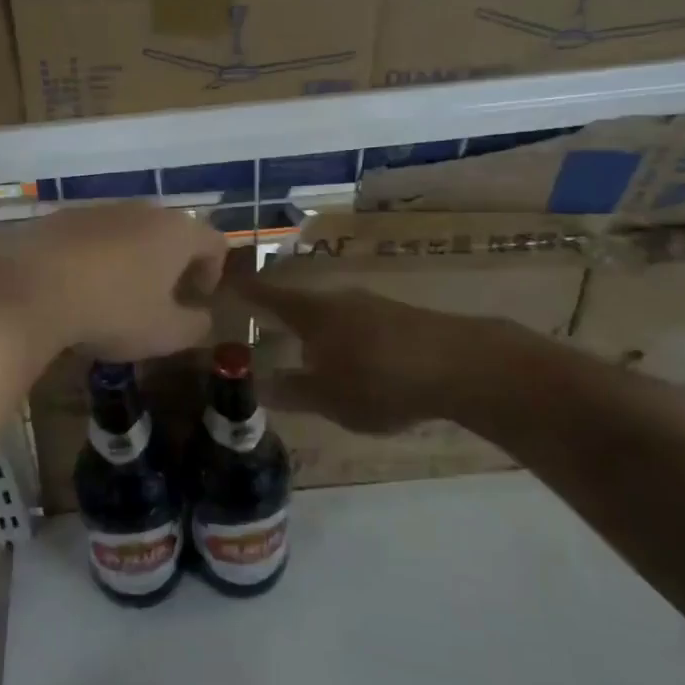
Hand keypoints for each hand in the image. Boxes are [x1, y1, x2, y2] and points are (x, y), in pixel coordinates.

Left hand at [0, 204, 228, 360]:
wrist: (28, 290)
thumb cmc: (111, 311)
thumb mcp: (164, 334)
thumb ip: (195, 326)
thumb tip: (202, 319)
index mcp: (175, 232)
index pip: (213, 241)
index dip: (213, 270)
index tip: (197, 298)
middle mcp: (140, 210)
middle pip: (169, 231)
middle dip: (170, 262)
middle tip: (160, 297)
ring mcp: (96, 209)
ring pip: (127, 231)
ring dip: (130, 258)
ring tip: (115, 294)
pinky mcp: (58, 218)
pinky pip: (89, 236)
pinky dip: (93, 256)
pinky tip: (77, 287)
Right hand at [233, 273, 577, 437]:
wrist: (463, 364)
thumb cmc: (381, 380)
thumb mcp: (329, 398)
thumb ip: (291, 392)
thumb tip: (258, 385)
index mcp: (312, 313)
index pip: (267, 296)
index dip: (244, 292)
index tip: (221, 286)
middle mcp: (338, 299)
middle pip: (300, 304)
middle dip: (281, 319)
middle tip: (264, 332)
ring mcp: (372, 304)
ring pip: (332, 315)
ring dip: (317, 332)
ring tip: (310, 356)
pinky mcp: (401, 317)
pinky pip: (359, 324)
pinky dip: (346, 339)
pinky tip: (357, 363)